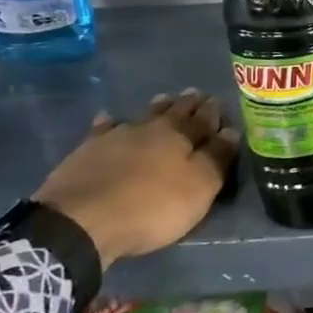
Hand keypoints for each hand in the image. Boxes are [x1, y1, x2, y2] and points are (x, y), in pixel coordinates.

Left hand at [34, 89, 239, 266]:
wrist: (81, 219)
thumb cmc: (151, 207)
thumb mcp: (199, 188)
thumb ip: (217, 158)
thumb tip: (231, 131)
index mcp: (181, 137)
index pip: (204, 120)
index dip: (214, 113)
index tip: (220, 102)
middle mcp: (150, 129)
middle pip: (174, 112)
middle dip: (188, 104)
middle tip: (196, 93)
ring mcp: (116, 137)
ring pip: (142, 115)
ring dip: (156, 107)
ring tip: (165, 98)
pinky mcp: (87, 151)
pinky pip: (103, 129)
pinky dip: (109, 122)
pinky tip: (109, 119)